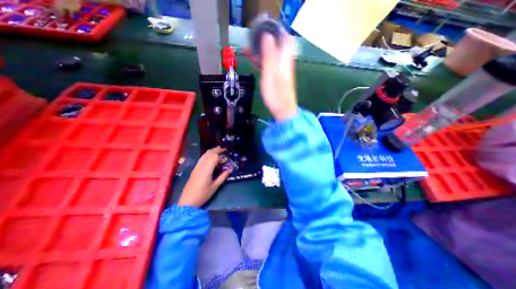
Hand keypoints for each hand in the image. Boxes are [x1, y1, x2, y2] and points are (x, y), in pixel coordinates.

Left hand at [179, 147, 232, 207]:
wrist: (187, 201)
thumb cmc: (203, 194)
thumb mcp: (215, 186)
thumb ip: (223, 177)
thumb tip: (230, 170)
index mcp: (207, 170)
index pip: (215, 158)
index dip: (221, 157)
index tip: (227, 159)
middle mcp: (201, 166)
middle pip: (209, 153)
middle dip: (217, 150)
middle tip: (224, 149)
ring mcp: (197, 167)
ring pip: (204, 155)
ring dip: (212, 151)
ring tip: (218, 150)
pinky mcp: (195, 169)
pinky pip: (201, 158)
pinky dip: (207, 154)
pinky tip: (210, 156)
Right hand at [260, 34, 296, 120]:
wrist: (283, 110)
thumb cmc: (276, 94)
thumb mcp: (270, 73)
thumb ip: (269, 55)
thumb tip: (267, 35)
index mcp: (284, 59)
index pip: (285, 38)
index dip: (275, 31)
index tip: (263, 30)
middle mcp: (285, 63)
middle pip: (277, 46)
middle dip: (265, 41)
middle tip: (252, 41)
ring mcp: (282, 71)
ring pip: (272, 56)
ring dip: (261, 52)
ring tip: (249, 51)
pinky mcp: (278, 78)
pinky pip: (270, 66)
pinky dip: (263, 62)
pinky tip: (255, 63)